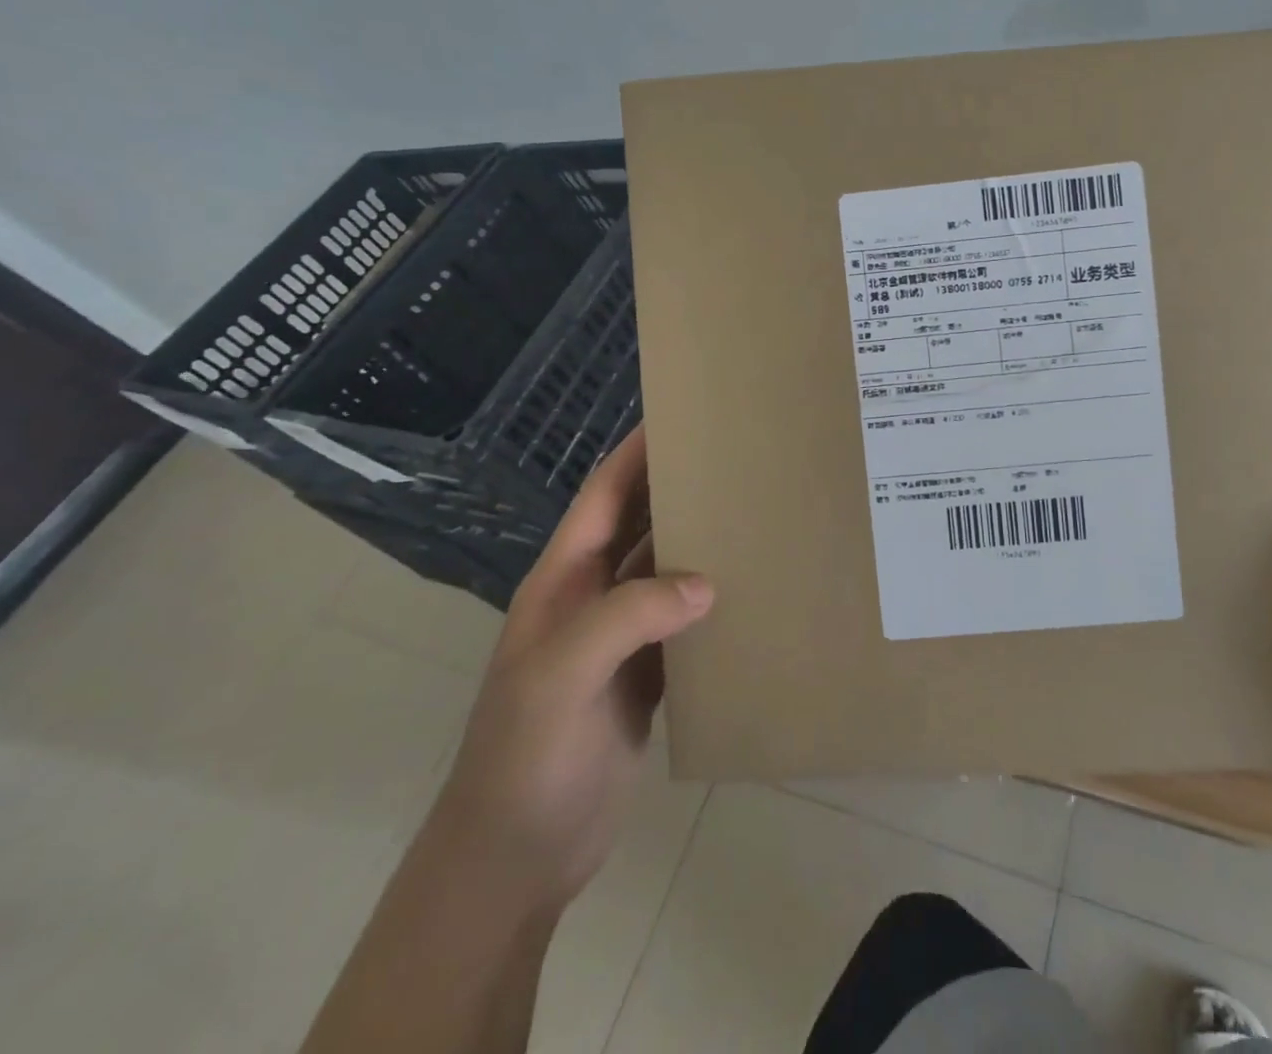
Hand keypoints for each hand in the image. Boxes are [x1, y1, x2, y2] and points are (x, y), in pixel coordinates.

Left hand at [426, 428, 712, 911]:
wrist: (517, 856)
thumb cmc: (525, 756)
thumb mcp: (561, 677)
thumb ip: (626, 619)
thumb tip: (705, 582)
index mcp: (565, 582)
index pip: (604, 497)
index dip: (636, 453)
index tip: (681, 416)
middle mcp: (593, 598)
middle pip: (641, 526)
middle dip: (678, 489)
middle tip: (738, 458)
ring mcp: (620, 640)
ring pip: (667, 572)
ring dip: (702, 543)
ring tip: (755, 512)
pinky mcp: (645, 677)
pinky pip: (685, 623)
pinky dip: (714, 601)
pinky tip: (752, 590)